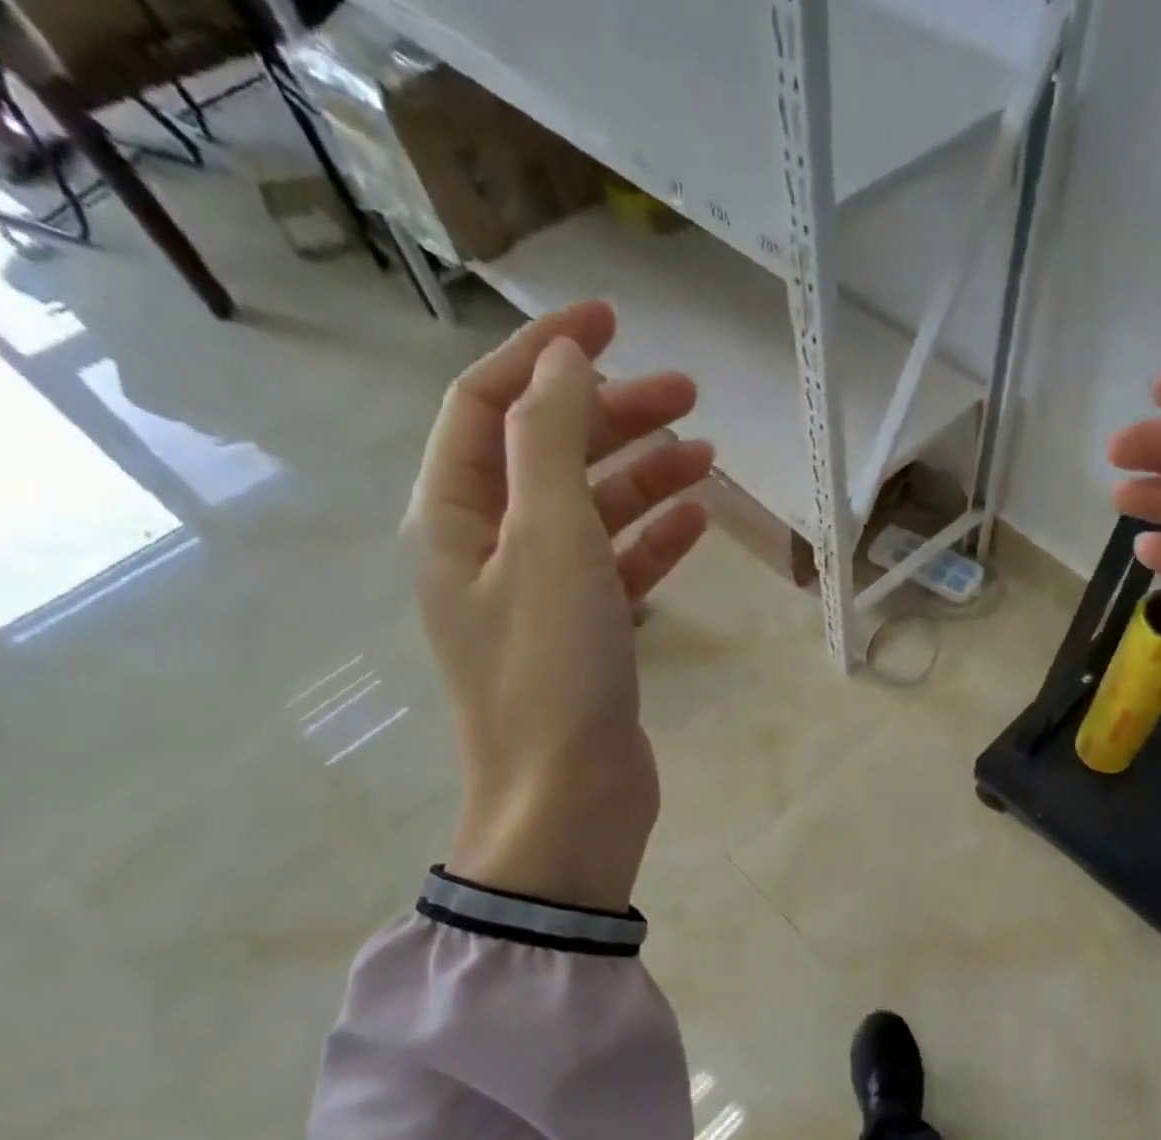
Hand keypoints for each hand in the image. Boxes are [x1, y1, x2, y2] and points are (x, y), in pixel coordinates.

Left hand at [403, 301, 711, 911]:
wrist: (569, 800)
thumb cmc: (553, 671)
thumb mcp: (551, 541)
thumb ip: (552, 440)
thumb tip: (564, 358)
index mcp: (455, 518)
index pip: (490, 405)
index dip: (547, 353)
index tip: (614, 319)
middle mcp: (488, 549)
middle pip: (549, 455)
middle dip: (613, 416)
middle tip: (687, 393)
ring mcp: (538, 596)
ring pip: (591, 511)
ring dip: (643, 476)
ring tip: (706, 454)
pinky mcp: (584, 636)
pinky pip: (617, 567)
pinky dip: (654, 539)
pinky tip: (698, 519)